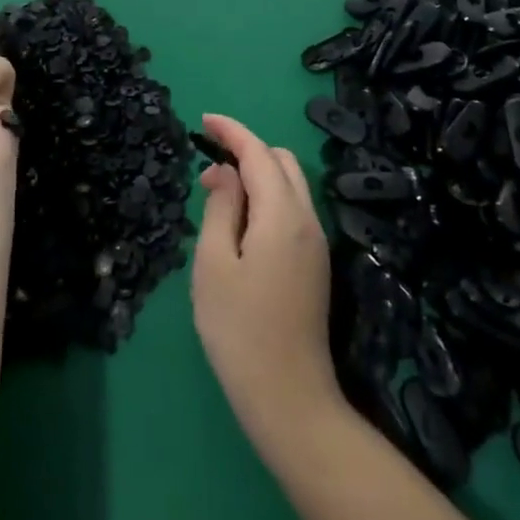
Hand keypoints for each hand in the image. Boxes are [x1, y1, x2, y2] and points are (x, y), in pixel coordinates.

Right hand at [191, 114, 341, 447]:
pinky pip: (292, 209)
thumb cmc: (240, 329)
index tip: (204, 120)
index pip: (258, 153)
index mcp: (282, 214)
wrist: (290, 399)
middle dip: (246, 150)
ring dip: (257, 175)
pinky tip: (240, 223)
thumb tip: (223, 172)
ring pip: (290, 184)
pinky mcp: (314, 264)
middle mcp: (307, 220)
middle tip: (207, 166)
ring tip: (218, 196)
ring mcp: (316, 243)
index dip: (231, 131)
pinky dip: (267, 198)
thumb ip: (220, 207)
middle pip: (281, 161)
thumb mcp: (214, 263)